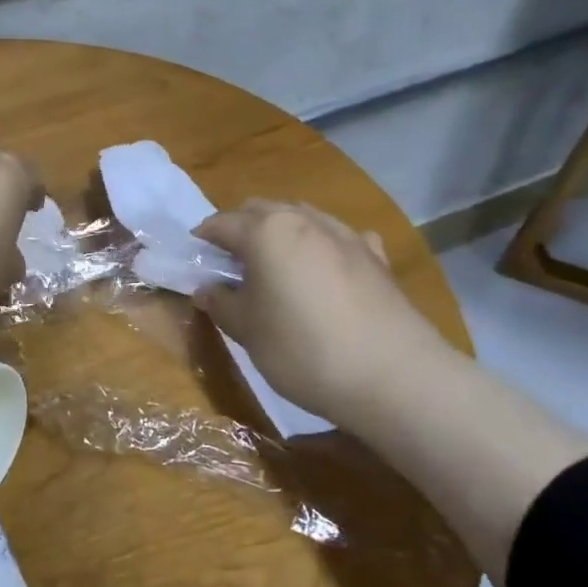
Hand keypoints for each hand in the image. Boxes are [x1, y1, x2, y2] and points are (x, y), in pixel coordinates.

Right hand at [193, 200, 453, 424]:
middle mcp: (304, 220)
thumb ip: (222, 304)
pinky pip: (341, 238)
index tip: (193, 257)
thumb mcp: (247, 331)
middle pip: (262, 209)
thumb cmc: (302, 349)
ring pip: (302, 217)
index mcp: (266, 232)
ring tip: (274, 264)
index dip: (202, 238)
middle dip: (240, 227)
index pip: (221, 223)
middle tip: (229, 261)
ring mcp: (345, 235)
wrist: (393, 377)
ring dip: (281, 231)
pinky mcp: (376, 258)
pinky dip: (324, 245)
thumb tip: (207, 290)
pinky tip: (326, 268)